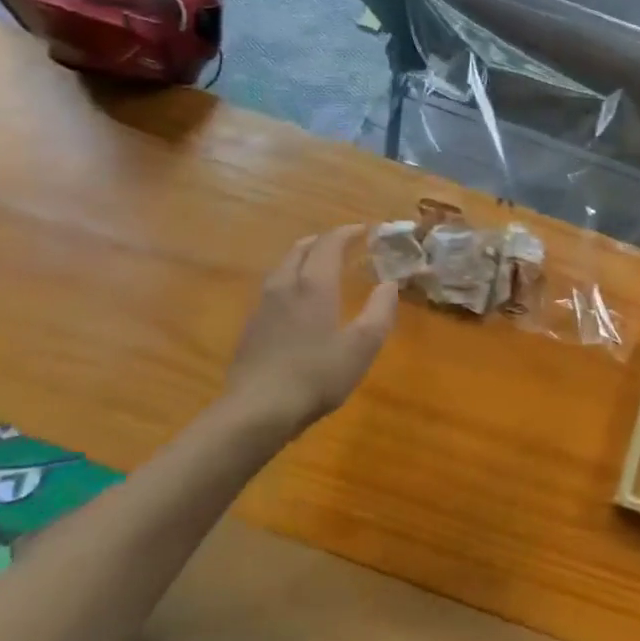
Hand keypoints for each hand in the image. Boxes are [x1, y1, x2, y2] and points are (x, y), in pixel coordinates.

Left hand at [219, 227, 398, 439]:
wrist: (256, 410)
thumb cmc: (317, 375)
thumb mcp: (362, 346)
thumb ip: (380, 311)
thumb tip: (389, 284)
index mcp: (315, 284)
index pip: (329, 244)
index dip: (346, 233)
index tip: (363, 230)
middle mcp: (285, 285)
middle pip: (300, 249)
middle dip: (322, 241)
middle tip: (342, 244)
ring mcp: (263, 306)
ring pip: (283, 267)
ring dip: (303, 258)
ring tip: (319, 266)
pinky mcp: (251, 327)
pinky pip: (273, 288)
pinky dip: (290, 280)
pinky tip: (296, 301)